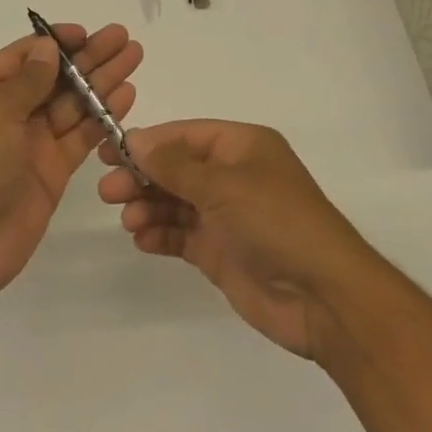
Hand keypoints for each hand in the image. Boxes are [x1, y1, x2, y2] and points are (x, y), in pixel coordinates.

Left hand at [0, 23, 141, 302]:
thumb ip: (27, 81)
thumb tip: (47, 47)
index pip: (22, 58)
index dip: (54, 43)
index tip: (86, 32)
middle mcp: (6, 113)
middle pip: (52, 78)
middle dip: (87, 57)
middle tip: (123, 38)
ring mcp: (30, 142)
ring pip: (71, 104)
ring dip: (101, 81)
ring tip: (134, 56)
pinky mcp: (52, 170)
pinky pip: (80, 135)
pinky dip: (102, 116)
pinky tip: (126, 95)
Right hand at [98, 120, 369, 359]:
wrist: (323, 297)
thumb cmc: (275, 222)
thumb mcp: (222, 185)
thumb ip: (173, 164)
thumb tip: (134, 139)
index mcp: (242, 147)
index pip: (185, 135)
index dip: (147, 141)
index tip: (109, 151)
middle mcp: (233, 176)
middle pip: (176, 168)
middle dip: (142, 177)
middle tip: (108, 192)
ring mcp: (226, 216)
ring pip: (175, 202)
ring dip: (148, 207)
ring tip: (129, 220)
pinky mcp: (221, 251)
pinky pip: (181, 235)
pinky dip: (160, 235)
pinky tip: (142, 240)